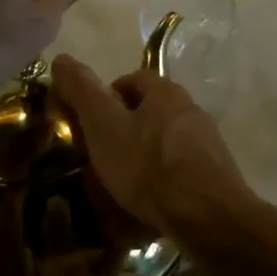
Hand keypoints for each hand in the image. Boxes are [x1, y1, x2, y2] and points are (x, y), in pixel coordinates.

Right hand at [50, 56, 252, 242]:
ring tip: (122, 186)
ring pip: (165, 141)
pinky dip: (162, 181)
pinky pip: (179, 170)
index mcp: (165, 91)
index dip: (106, 98)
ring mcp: (207, 142)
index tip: (89, 125)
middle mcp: (190, 108)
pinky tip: (149, 205)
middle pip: (150, 111)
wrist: (208, 216)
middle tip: (102, 157)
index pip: (131, 80)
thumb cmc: (149, 166)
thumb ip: (83, 93)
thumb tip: (60, 58)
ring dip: (144, 157)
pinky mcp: (215, 173)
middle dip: (125, 130)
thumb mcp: (104, 127)